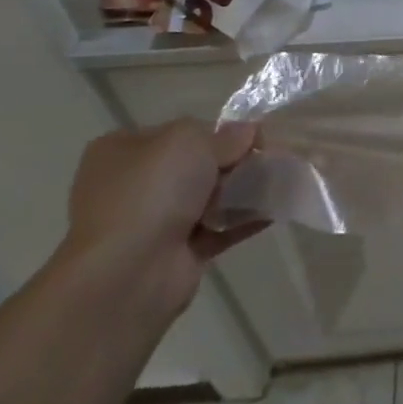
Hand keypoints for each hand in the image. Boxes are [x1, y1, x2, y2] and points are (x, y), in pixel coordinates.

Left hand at [58, 120, 267, 321]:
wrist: (129, 272)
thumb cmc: (151, 191)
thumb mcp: (189, 140)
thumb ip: (224, 135)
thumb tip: (248, 133)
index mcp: (122, 151)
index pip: (177, 133)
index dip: (215, 131)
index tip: (250, 135)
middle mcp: (132, 185)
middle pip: (195, 165)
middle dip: (233, 161)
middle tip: (268, 158)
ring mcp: (151, 223)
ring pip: (208, 197)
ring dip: (242, 190)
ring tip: (280, 180)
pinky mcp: (176, 254)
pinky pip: (219, 229)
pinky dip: (245, 219)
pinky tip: (275, 208)